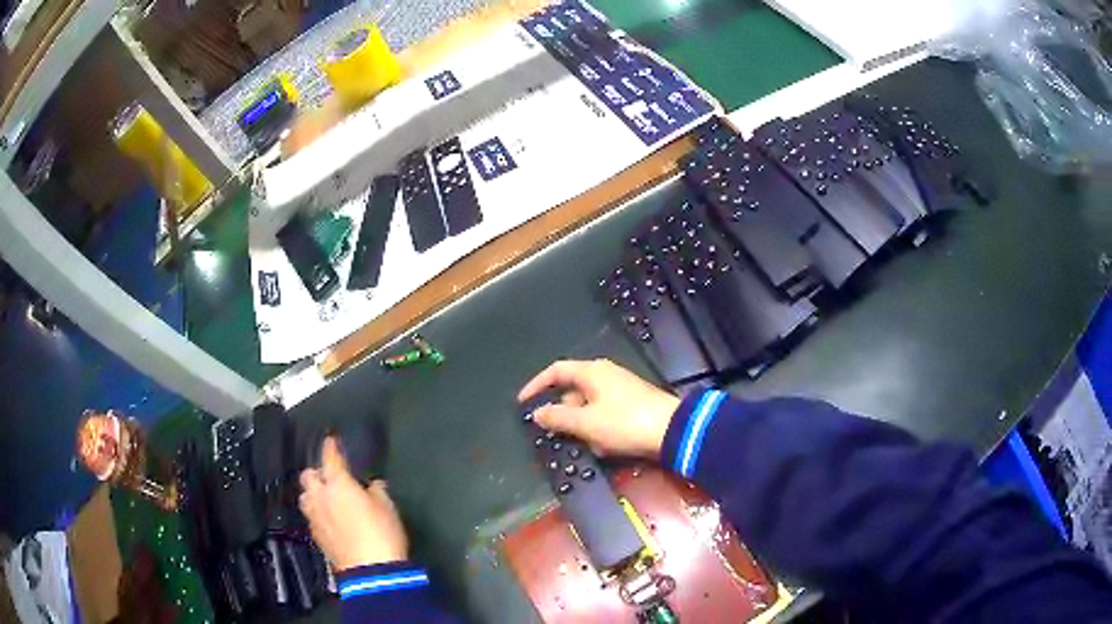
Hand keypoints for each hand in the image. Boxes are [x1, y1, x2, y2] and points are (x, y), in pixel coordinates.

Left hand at [299, 437, 407, 571]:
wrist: (370, 571)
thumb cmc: (381, 533)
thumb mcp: (387, 508)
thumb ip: (377, 492)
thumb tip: (372, 486)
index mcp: (337, 483)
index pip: (329, 456)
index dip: (330, 446)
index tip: (331, 440)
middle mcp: (320, 496)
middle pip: (308, 476)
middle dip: (317, 473)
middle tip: (330, 477)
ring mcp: (314, 516)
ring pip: (305, 496)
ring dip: (312, 493)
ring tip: (325, 498)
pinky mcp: (315, 535)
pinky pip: (311, 516)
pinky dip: (317, 512)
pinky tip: (328, 519)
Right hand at [518, 359, 679, 457]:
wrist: (672, 431)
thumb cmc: (624, 422)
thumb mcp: (586, 423)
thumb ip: (558, 417)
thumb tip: (537, 413)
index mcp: (592, 372)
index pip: (556, 371)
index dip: (536, 385)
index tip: (522, 402)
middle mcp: (605, 375)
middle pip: (572, 390)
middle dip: (561, 412)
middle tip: (551, 431)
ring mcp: (620, 389)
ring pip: (588, 406)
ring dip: (581, 425)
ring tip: (581, 443)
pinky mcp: (632, 405)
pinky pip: (604, 414)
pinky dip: (597, 428)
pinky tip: (602, 446)